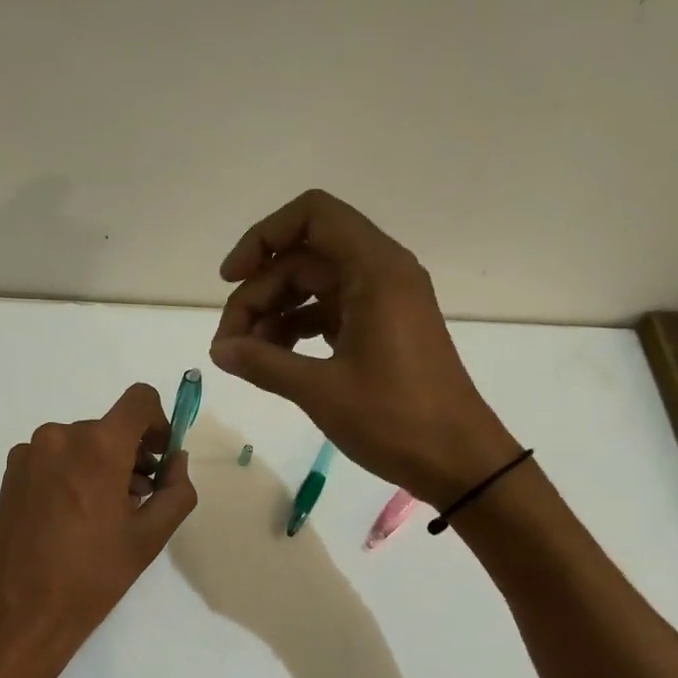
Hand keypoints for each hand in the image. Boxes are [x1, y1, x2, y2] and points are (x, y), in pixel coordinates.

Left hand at [0, 383, 198, 666]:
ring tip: (105, 514)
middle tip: (137, 499)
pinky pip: (54, 458)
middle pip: (109, 427)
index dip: (158, 423)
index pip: (139, 400)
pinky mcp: (11, 471)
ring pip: (80, 443)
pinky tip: (73, 517)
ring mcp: (29, 452)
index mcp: (97, 446)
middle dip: (130, 455)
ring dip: (101, 466)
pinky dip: (72, 473)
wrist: (18, 612)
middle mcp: (59, 436)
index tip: (159, 458)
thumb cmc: (91, 577)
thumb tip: (175, 460)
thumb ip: (176, 490)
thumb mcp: (149, 538)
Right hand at [208, 189, 520, 505]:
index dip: (263, 238)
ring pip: (310, 287)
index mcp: (375, 271)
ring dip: (271, 313)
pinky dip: (294, 329)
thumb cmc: (396, 419)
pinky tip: (271, 361)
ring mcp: (381, 302)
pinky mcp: (380, 329)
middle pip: (302, 257)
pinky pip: (326, 312)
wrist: (458, 461)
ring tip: (244, 357)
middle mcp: (380, 274)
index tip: (230, 279)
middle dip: (257, 292)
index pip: (312, 216)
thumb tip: (219, 351)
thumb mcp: (320, 390)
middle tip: (229, 344)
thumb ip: (263, 363)